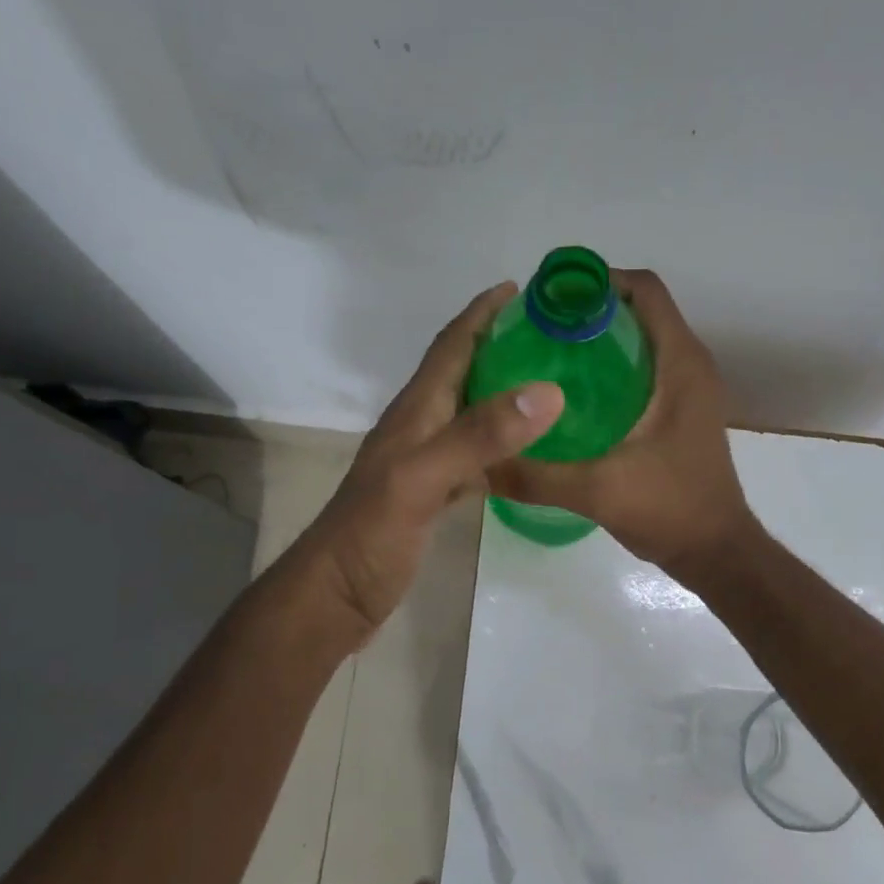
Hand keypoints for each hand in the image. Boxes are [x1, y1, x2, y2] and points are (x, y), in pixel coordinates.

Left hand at [304, 283, 563, 641]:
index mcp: (415, 412)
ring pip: (468, 413)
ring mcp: (423, 463)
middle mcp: (419, 428)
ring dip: (501, 392)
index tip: (520, 288)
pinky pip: (473, 456)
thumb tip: (547, 391)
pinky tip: (525, 453)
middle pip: (460, 373)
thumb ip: (479, 435)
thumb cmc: (371, 534)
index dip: (481, 314)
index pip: (450, 347)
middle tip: (549, 336)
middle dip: (498, 345)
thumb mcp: (422, 478)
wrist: (335, 595)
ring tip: (547, 385)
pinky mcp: (430, 495)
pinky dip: (500, 445)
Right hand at [486, 269, 758, 581]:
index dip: (598, 281)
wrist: (717, 552)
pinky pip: (646, 369)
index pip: (645, 290)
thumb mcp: (596, 491)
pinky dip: (612, 367)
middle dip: (590, 309)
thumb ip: (536, 476)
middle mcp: (690, 366)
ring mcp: (689, 390)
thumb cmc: (670, 509)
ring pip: (643, 340)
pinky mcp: (682, 412)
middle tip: (537, 329)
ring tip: (547, 355)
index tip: (550, 298)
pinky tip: (573, 395)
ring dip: (601, 338)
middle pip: (640, 310)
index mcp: (680, 365)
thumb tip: (480, 462)